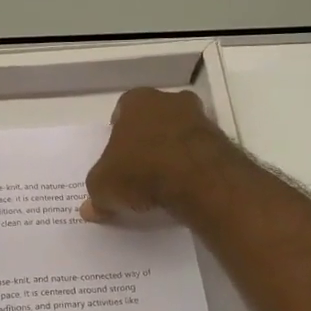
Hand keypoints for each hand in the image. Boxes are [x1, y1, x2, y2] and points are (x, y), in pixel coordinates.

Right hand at [81, 88, 239, 223]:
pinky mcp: (221, 141)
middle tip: (138, 170)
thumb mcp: (104, 187)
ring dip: (171, 153)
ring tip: (162, 184)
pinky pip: (198, 152)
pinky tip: (183, 188)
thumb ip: (96, 194)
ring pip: (178, 134)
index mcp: (136, 101)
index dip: (117, 135)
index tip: (116, 158)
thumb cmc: (140, 170)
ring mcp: (199, 118)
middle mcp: (169, 101)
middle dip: (146, 141)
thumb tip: (90, 209)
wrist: (197, 179)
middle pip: (153, 120)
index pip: (122, 112)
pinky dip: (191, 167)